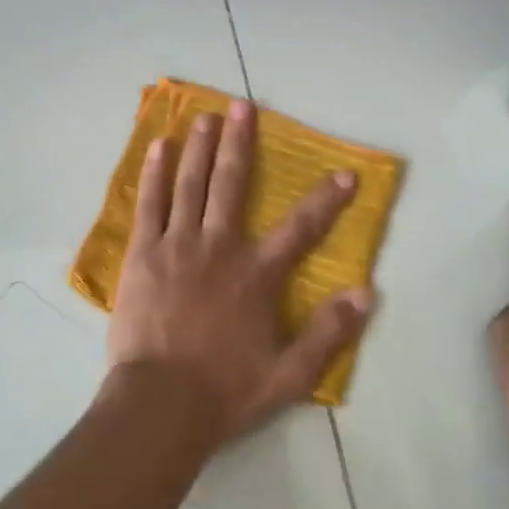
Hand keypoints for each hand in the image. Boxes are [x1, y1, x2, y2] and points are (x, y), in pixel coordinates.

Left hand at [106, 100, 374, 445]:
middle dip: (240, 142)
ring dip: (200, 147)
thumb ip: (327, 332)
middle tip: (242, 105)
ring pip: (190, 184)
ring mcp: (176, 245)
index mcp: (255, 275)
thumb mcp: (289, 374)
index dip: (325, 200)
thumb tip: (366, 293)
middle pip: (231, 184)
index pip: (300, 229)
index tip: (344, 173)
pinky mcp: (142, 253)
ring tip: (206, 116)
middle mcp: (218, 247)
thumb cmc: (225, 390)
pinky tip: (159, 147)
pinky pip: (149, 203)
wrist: (160, 403)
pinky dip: (154, 173)